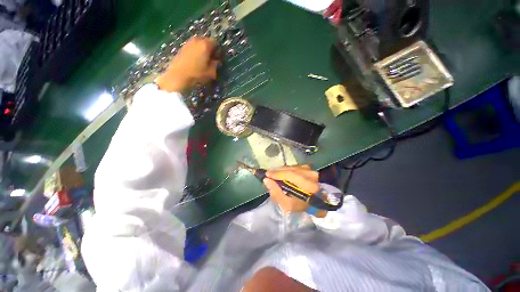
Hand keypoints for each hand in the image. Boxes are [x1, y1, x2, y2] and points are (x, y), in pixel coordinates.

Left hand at [155, 37, 219, 92]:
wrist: (179, 75)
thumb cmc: (197, 74)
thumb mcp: (211, 72)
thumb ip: (215, 65)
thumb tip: (216, 61)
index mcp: (205, 45)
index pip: (215, 42)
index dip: (218, 50)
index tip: (218, 58)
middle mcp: (197, 40)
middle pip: (206, 40)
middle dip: (210, 48)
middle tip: (211, 58)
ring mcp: (188, 43)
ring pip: (199, 42)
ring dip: (202, 49)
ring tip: (203, 59)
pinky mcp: (182, 47)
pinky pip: (192, 46)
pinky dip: (196, 50)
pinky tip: (195, 59)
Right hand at [263, 165, 325, 216]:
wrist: (317, 202)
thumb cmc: (302, 205)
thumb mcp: (288, 205)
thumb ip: (276, 193)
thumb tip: (266, 180)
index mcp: (308, 185)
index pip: (290, 175)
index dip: (277, 174)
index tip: (267, 174)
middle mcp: (310, 174)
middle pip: (290, 169)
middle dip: (278, 171)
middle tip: (269, 175)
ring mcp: (310, 169)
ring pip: (291, 167)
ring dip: (282, 170)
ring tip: (276, 175)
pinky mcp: (309, 167)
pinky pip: (294, 166)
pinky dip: (288, 169)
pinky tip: (284, 174)